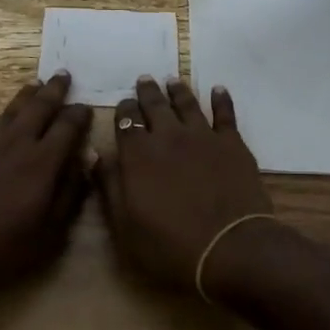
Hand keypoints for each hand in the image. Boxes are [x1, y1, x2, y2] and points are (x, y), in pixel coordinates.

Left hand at [0, 72, 92, 291]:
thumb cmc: (2, 248)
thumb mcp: (49, 232)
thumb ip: (70, 194)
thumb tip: (86, 161)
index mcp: (43, 163)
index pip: (68, 128)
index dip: (79, 115)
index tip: (87, 106)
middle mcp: (17, 144)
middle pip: (40, 108)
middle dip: (54, 90)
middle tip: (64, 75)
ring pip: (10, 110)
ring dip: (25, 95)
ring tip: (36, 83)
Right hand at [95, 77, 271, 292]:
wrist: (230, 248)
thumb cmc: (170, 245)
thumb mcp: (125, 225)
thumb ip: (110, 187)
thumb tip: (97, 155)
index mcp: (138, 155)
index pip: (126, 121)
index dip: (124, 110)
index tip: (123, 104)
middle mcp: (168, 136)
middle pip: (155, 105)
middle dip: (147, 92)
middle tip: (144, 80)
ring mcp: (203, 137)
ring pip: (187, 103)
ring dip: (178, 90)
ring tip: (172, 81)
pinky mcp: (232, 144)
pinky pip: (225, 114)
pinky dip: (221, 99)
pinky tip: (219, 89)